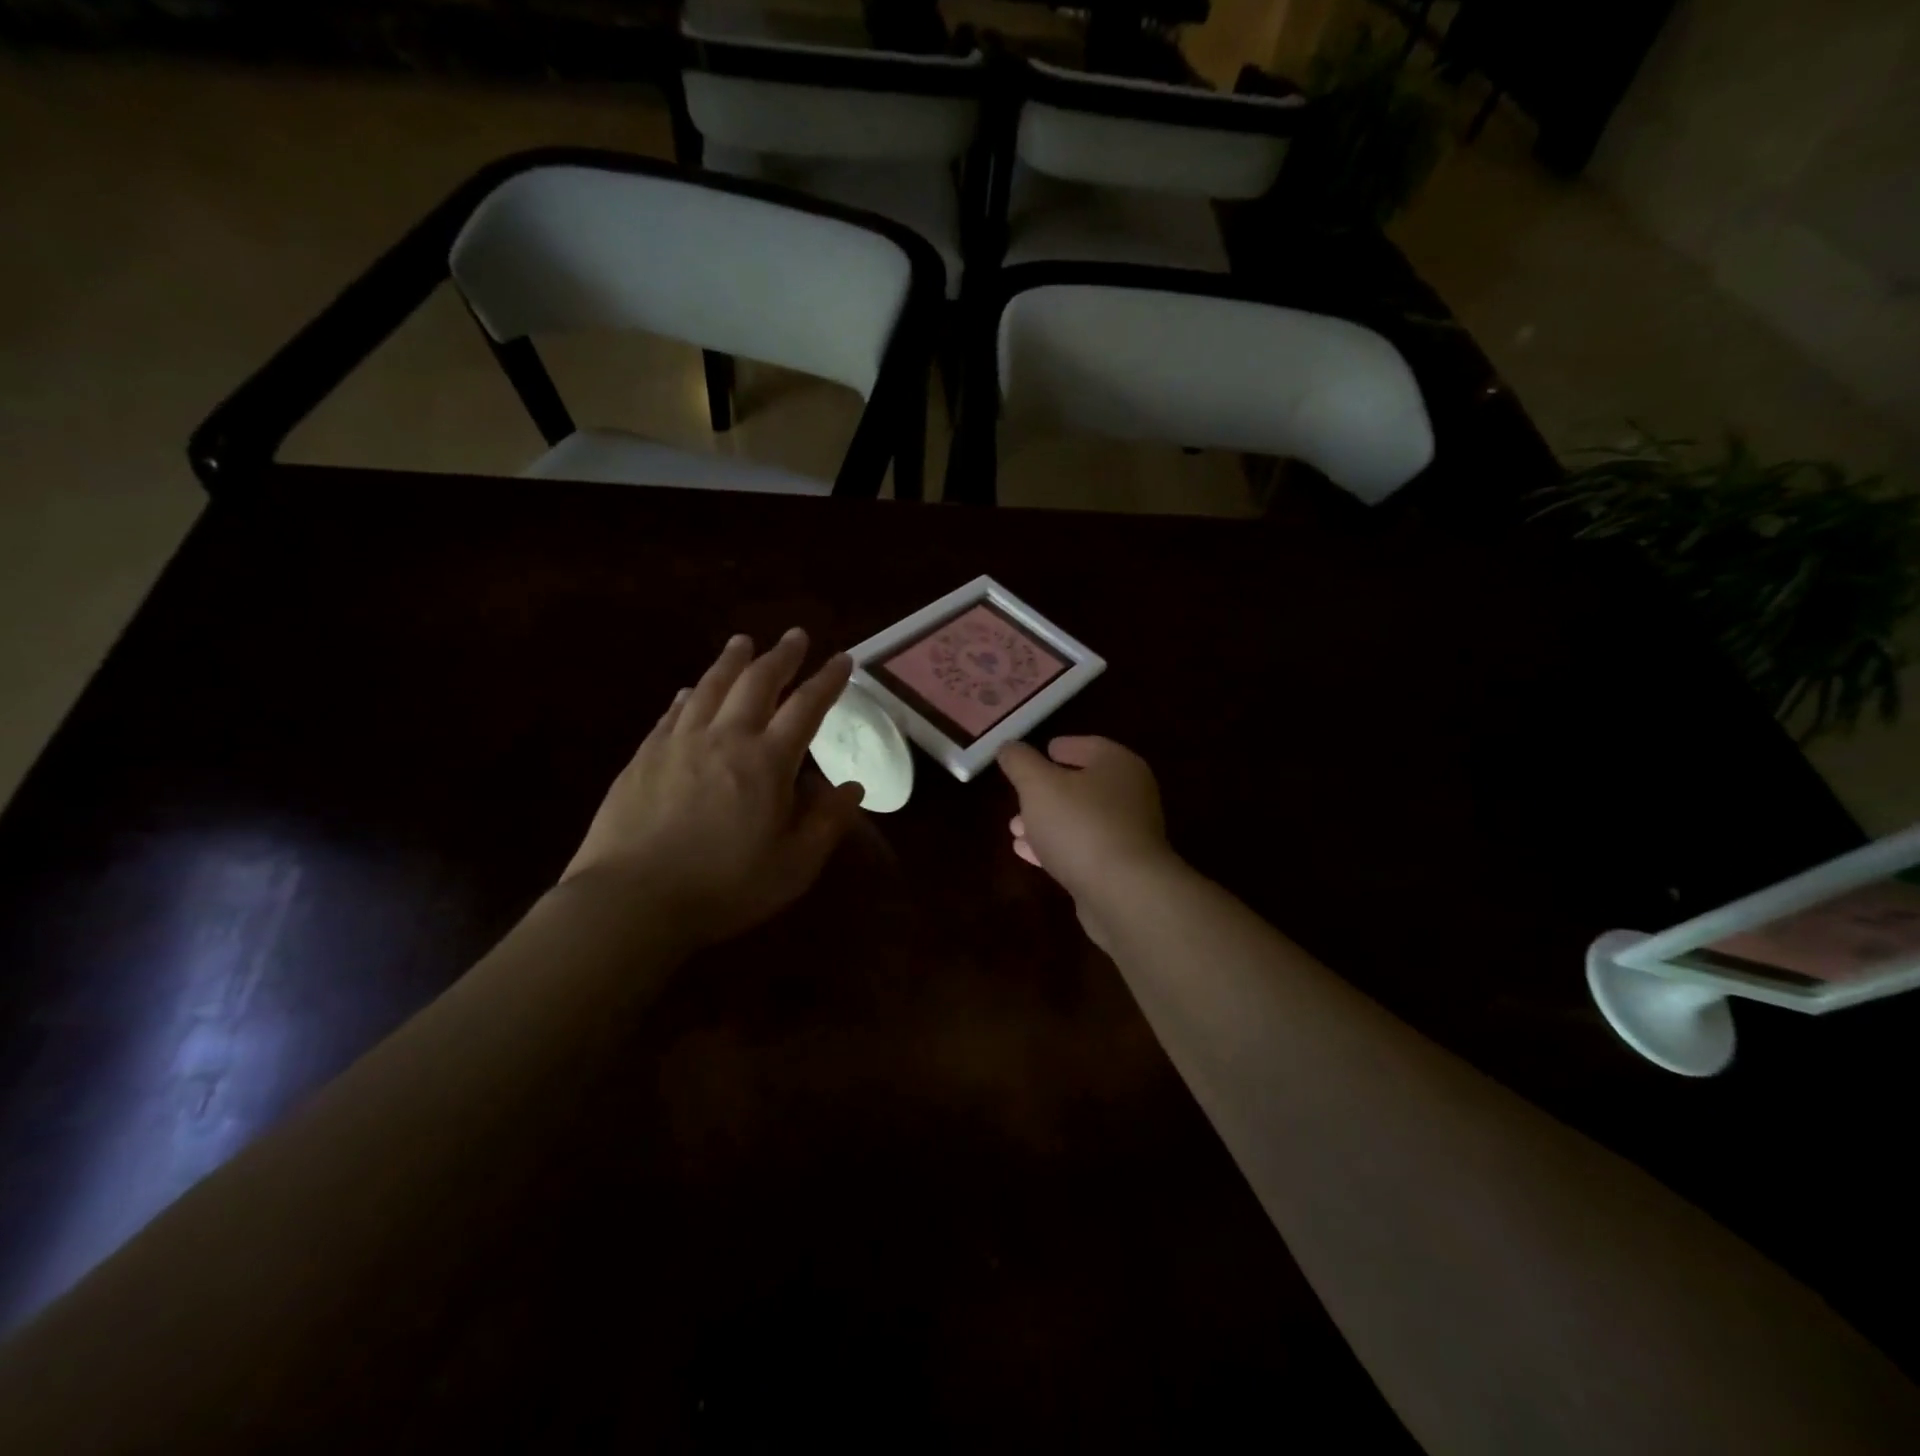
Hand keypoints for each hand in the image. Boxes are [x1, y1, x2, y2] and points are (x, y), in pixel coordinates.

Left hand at [561, 630, 863, 948]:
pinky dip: (688, 694)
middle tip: (795, 635)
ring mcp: (680, 742)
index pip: (806, 707)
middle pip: (757, 683)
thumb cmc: (724, 887)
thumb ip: (827, 823)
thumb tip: (852, 787)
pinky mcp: (645, 756)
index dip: (827, 681)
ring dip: (732, 660)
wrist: (632, 900)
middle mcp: (726, 738)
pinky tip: (689, 690)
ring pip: (710, 686)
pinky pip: (673, 712)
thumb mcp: (793, 866)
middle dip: (781, 656)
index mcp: (767, 762)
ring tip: (743, 641)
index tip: (842, 659)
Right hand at [998, 737, 1178, 945]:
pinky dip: (1056, 846)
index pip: (1088, 746)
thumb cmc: (1080, 825)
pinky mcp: (1120, 869)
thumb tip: (1009, 747)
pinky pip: (1082, 849)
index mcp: (1118, 765)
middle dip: (1047, 790)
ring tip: (1015, 828)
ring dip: (1047, 821)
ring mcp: (1128, 834)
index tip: (1040, 752)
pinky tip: (1028, 853)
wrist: (1123, 893)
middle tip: (1018, 795)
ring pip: (1080, 819)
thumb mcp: (1038, 785)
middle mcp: (1130, 795)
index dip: (1061, 746)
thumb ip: (1020, 762)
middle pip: (1083, 785)